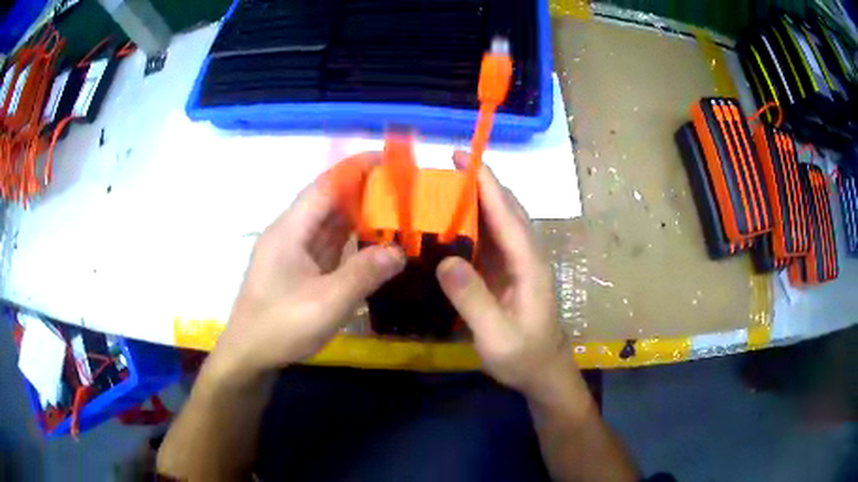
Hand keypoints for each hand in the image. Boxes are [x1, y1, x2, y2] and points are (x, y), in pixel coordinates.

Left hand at [210, 157, 405, 379]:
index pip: (325, 186)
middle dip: (362, 190)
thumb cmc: (280, 326)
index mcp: (290, 231)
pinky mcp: (300, 269)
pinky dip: (351, 238)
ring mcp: (294, 252)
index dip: (355, 169)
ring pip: (329, 223)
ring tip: (394, 208)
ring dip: (359, 215)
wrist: (249, 355)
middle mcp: (291, 234)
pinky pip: (329, 245)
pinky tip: (372, 240)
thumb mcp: (326, 304)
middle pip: (328, 201)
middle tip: (401, 188)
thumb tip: (399, 251)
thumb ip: (363, 275)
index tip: (387, 160)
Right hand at [436, 152, 577, 400]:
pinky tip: (449, 227)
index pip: (507, 214)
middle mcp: (526, 256)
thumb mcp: (497, 336)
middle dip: (478, 184)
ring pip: (498, 222)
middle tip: (443, 171)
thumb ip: (473, 300)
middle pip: (505, 210)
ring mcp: (518, 264)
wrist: (544, 374)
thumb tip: (444, 260)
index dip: (486, 182)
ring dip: (474, 202)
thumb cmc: (524, 357)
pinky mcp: (509, 274)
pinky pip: (490, 241)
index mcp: (529, 264)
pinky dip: (471, 226)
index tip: (462, 157)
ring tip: (440, 192)